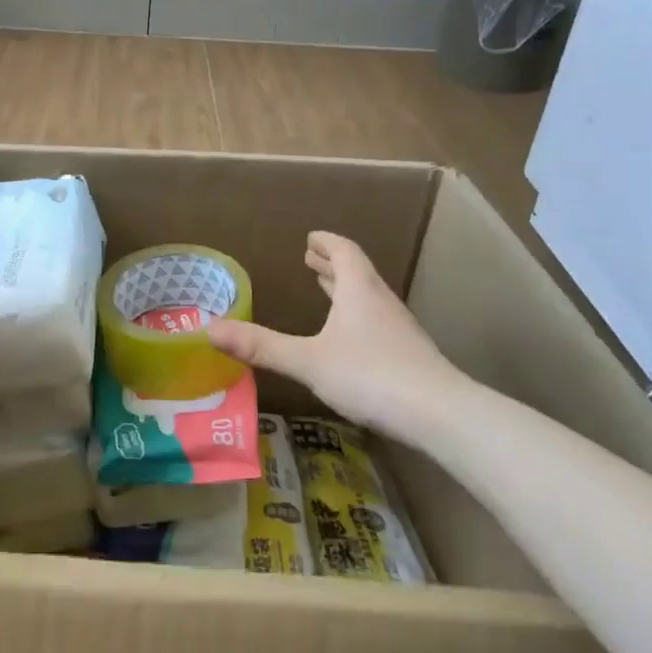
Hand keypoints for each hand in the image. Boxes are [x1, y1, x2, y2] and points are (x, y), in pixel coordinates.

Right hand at [207, 231, 467, 433]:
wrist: (441, 415)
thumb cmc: (371, 375)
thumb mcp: (308, 360)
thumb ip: (261, 346)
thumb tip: (210, 330)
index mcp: (358, 291)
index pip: (344, 253)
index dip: (327, 243)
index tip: (311, 237)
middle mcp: (381, 302)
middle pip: (357, 273)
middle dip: (332, 265)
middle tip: (311, 260)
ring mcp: (400, 330)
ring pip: (369, 299)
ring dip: (346, 290)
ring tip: (327, 290)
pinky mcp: (409, 356)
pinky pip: (377, 322)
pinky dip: (357, 317)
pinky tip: (351, 340)